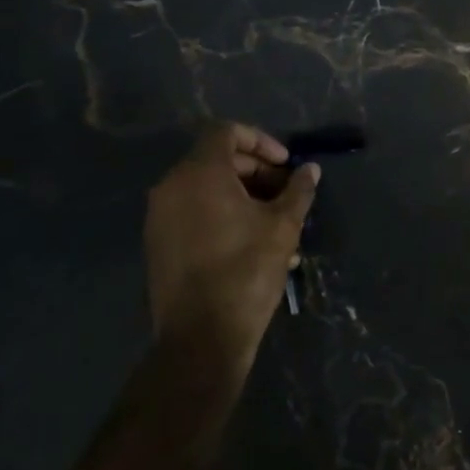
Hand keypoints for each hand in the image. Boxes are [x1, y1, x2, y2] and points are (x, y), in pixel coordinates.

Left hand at [143, 123, 319, 370]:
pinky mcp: (158, 243)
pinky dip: (221, 214)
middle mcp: (172, 187)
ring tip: (275, 221)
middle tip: (284, 192)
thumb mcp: (283, 227)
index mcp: (199, 174)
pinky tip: (252, 241)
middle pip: (215, 159)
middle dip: (255, 170)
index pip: (226, 132)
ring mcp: (160, 216)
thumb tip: (310, 170)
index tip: (285, 165)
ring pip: (205, 188)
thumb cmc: (246, 272)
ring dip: (242, 195)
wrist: (202, 337)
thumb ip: (297, 191)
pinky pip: (193, 212)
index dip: (260, 141)